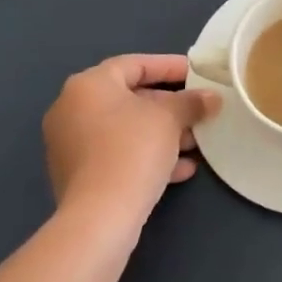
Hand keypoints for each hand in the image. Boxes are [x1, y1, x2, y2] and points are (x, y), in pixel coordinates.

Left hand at [43, 55, 220, 230]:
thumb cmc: (132, 150)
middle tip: (199, 111)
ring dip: (162, 134)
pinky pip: (117, 154)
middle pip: (129, 98)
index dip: (169, 66)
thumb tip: (212, 98)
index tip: (196, 73)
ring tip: (196, 143)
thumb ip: (191, 102)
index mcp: (88, 85)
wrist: (99, 217)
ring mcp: (70, 144)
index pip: (134, 64)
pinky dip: (146, 156)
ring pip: (125, 130)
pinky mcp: (77, 175)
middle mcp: (72, 108)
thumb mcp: (169, 119)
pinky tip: (181, 170)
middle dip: (169, 106)